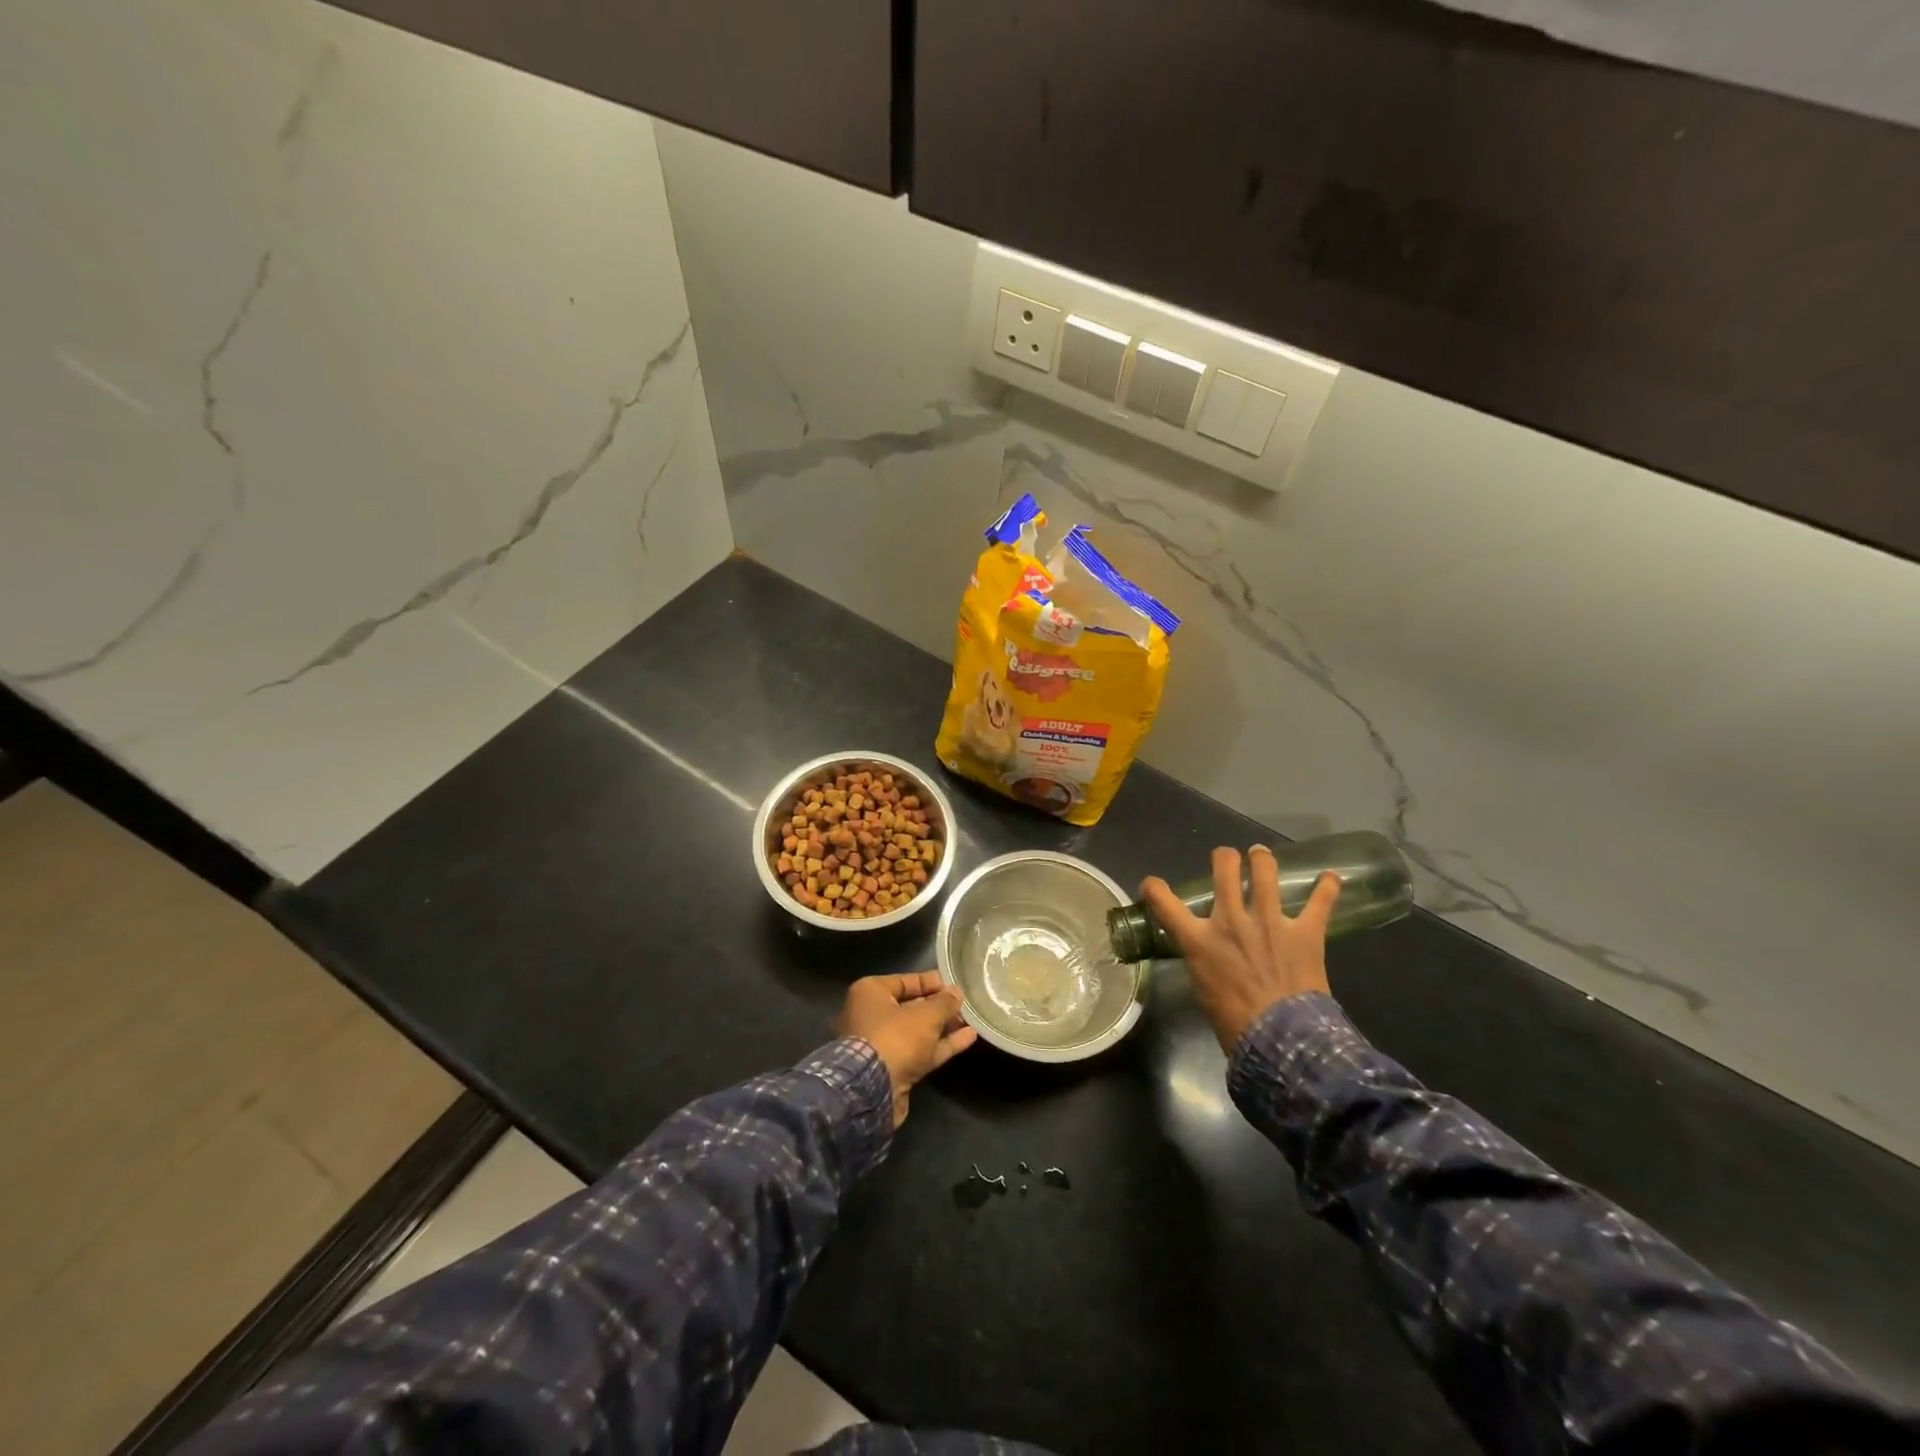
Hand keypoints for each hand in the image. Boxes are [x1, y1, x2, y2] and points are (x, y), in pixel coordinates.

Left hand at [836, 972, 978, 1127]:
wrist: (873, 1090)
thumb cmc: (895, 1037)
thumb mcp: (926, 1014)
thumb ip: (944, 1002)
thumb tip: (957, 993)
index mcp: (870, 993)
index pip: (904, 981)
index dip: (931, 982)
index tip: (954, 985)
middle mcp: (871, 1016)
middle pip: (911, 1007)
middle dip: (938, 1007)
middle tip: (964, 1004)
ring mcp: (882, 1045)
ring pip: (917, 1032)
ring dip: (943, 1026)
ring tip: (971, 1019)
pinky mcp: (893, 1070)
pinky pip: (921, 1051)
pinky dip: (942, 1045)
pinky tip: (968, 1037)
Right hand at [1141, 846, 1341, 1050]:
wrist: (1280, 1041)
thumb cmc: (1234, 1023)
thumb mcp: (1202, 987)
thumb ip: (1203, 961)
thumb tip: (1209, 956)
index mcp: (1200, 939)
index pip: (1164, 902)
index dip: (1154, 888)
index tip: (1153, 885)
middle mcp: (1231, 920)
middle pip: (1224, 869)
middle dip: (1224, 858)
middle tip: (1228, 859)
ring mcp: (1270, 922)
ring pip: (1265, 872)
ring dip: (1263, 859)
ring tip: (1261, 854)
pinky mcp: (1305, 932)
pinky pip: (1319, 902)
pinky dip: (1327, 887)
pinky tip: (1331, 877)